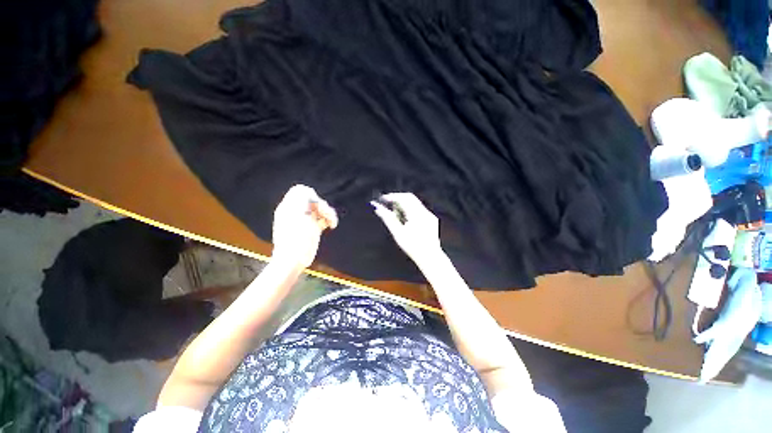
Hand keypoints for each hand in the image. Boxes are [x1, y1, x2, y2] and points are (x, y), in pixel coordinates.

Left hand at [272, 185, 337, 268]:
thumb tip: (308, 192)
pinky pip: (321, 218)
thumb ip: (301, 201)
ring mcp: (304, 220)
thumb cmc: (295, 240)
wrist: (291, 261)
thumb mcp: (297, 216)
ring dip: (328, 213)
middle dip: (323, 206)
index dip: (312, 196)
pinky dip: (328, 220)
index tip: (317, 206)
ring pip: (319, 209)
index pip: (301, 191)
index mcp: (289, 207)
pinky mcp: (311, 229)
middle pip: (313, 200)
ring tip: (333, 223)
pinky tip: (331, 225)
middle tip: (328, 216)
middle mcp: (296, 212)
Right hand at [371, 193, 442, 265]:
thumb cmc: (412, 247)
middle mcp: (424, 212)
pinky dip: (411, 210)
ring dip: (404, 204)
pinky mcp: (432, 219)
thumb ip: (388, 219)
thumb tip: (377, 208)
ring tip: (395, 214)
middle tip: (388, 204)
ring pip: (415, 203)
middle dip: (398, 199)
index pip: (403, 198)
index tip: (383, 198)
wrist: (429, 257)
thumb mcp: (397, 233)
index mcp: (416, 214)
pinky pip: (420, 209)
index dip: (392, 196)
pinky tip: (406, 219)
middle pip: (410, 198)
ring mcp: (429, 215)